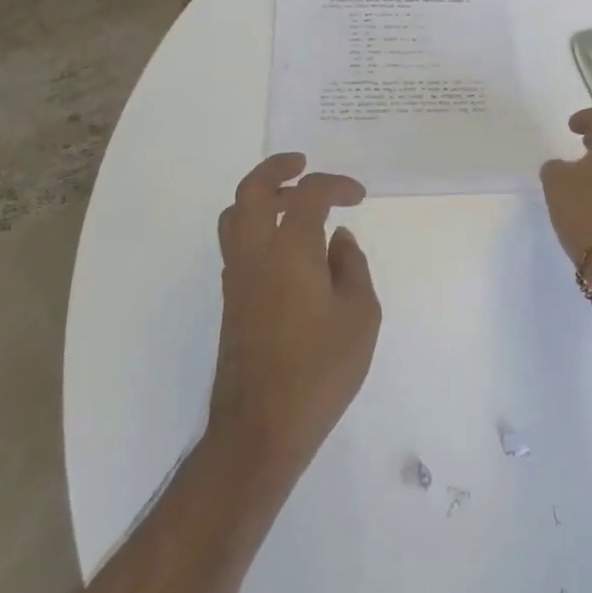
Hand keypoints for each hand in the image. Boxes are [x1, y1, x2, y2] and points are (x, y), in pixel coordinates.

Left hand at [207, 154, 380, 479]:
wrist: (261, 427)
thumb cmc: (320, 370)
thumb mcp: (360, 316)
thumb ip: (351, 267)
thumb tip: (338, 240)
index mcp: (291, 250)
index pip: (309, 194)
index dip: (336, 184)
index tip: (358, 196)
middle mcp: (256, 253)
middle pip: (253, 190)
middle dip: (277, 168)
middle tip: (302, 164)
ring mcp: (237, 277)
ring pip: (235, 215)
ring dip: (262, 197)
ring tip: (292, 202)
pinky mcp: (230, 300)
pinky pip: (236, 243)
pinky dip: (257, 226)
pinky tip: (286, 248)